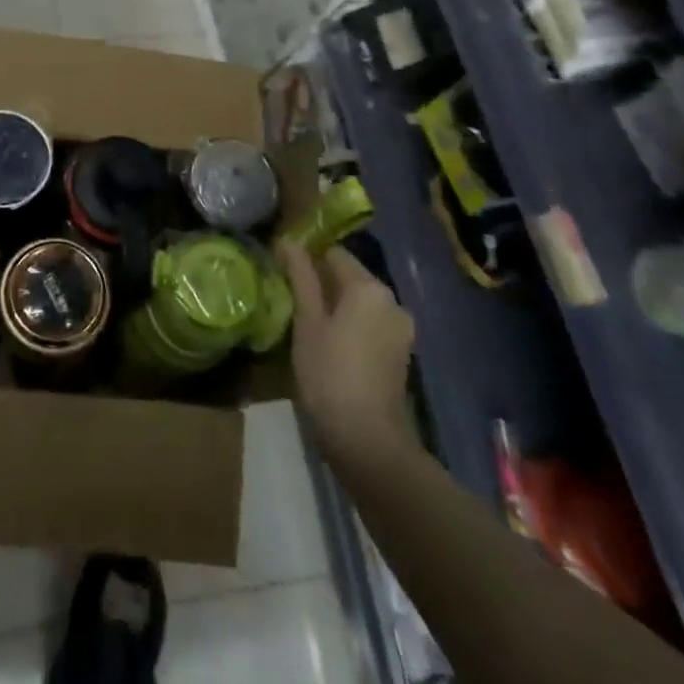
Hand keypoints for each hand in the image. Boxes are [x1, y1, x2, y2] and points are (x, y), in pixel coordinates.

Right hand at [281, 244, 415, 462]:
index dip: (306, 259)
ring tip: (306, 325)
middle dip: (322, 284)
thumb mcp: (307, 322)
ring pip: (360, 304)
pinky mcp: (401, 354)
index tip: (282, 275)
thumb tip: (288, 241)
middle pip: (350, 277)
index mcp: (369, 287)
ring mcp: (401, 329)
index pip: (333, 253)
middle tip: (290, 301)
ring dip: (336, 308)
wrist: (369, 442)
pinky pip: (371, 325)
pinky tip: (329, 347)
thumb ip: (300, 277)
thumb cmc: (330, 374)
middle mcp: (392, 300)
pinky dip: (351, 328)